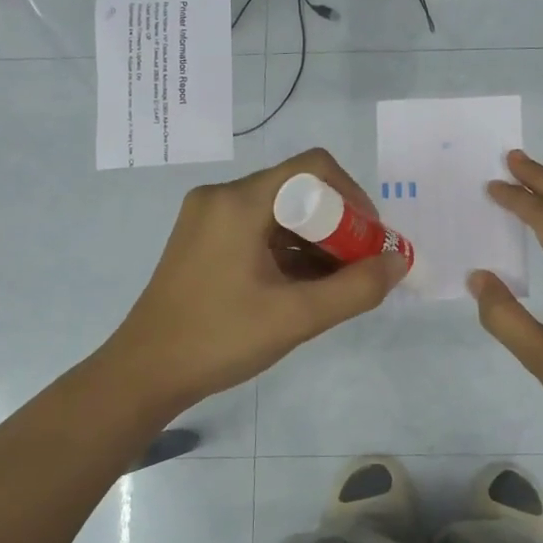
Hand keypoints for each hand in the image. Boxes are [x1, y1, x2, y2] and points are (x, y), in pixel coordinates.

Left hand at [101, 148, 409, 416]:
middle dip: (338, 225)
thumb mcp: (297, 317)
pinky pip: (260, 230)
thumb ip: (357, 288)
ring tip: (337, 284)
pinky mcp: (204, 240)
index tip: (370, 240)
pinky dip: (290, 252)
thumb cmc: (219, 340)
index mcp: (239, 202)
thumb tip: (398, 261)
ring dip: (316, 241)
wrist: (144, 374)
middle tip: (360, 267)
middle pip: (298, 189)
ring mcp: (209, 218)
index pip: (313, 168)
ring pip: (281, 212)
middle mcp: (222, 197)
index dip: (353, 197)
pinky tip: (304, 288)